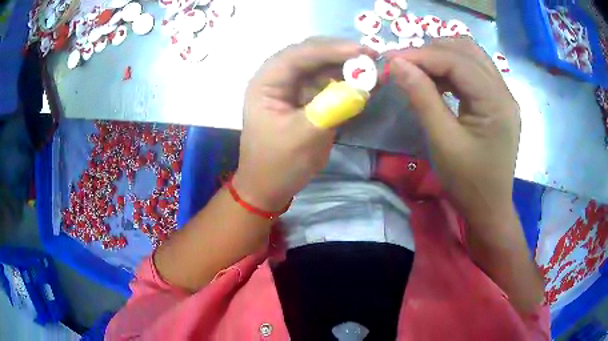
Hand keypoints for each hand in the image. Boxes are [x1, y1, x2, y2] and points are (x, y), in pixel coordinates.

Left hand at [234, 38, 370, 210]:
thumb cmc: (278, 164)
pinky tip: (365, 82)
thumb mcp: (303, 137)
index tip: (362, 51)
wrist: (269, 186)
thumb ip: (332, 109)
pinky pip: (328, 83)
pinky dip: (347, 82)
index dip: (331, 49)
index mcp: (267, 82)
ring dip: (347, 66)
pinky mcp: (306, 98)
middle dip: (341, 54)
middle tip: (372, 57)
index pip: (298, 55)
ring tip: (373, 69)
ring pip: (322, 66)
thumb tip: (362, 88)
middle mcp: (278, 78)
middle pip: (311, 54)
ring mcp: (292, 87)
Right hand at [387, 39, 520, 226]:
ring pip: (470, 56)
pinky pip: (473, 71)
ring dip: (441, 56)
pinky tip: (437, 80)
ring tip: (418, 69)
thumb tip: (396, 64)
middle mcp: (503, 91)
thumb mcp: (443, 142)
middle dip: (431, 51)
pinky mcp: (497, 101)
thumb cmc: (468, 183)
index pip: (457, 61)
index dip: (421, 55)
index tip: (390, 59)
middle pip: (466, 50)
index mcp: (496, 102)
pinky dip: (451, 69)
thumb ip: (422, 98)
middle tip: (404, 64)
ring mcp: (502, 95)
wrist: (489, 208)